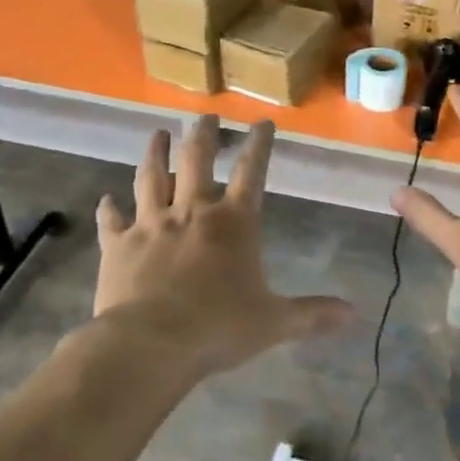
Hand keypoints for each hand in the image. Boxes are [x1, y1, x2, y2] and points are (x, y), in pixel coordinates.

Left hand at [93, 116, 352, 376]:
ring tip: (157, 134)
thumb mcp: (275, 322)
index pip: (252, 172)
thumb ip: (313, 314)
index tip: (263, 122)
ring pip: (151, 178)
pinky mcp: (118, 246)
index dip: (260, 145)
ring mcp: (151, 225)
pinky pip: (112, 221)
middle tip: (205, 116)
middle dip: (203, 135)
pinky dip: (109, 209)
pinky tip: (105, 199)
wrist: (149, 344)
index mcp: (234, 223)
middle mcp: (192, 213)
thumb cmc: (219, 327)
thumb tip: (354, 314)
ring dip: (155, 154)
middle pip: (197, 161)